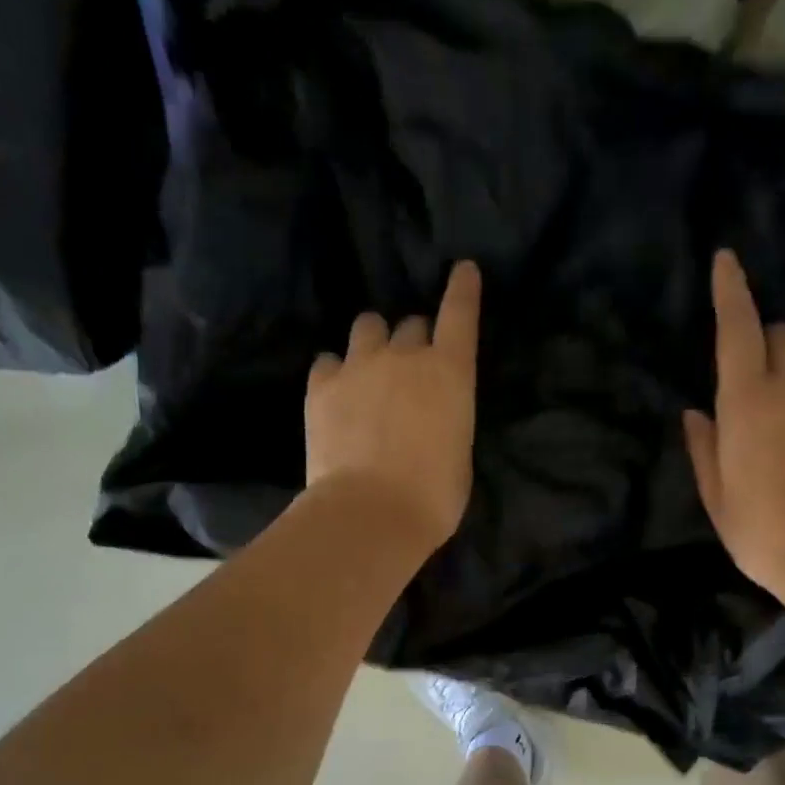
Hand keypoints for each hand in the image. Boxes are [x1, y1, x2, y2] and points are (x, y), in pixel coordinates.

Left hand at [306, 261, 480, 554]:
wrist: (371, 513)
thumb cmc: (433, 496)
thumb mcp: (458, 454)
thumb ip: (447, 419)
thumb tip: (431, 417)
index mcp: (450, 373)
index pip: (460, 314)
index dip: (463, 289)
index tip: (463, 270)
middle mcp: (405, 356)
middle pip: (411, 325)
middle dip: (414, 341)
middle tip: (410, 371)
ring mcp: (358, 366)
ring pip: (367, 328)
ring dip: (373, 343)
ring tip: (368, 372)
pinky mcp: (321, 386)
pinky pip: (328, 361)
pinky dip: (336, 372)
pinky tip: (337, 393)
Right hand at [683, 250, 784, 597]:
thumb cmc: (762, 532)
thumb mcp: (716, 496)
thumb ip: (704, 447)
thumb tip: (696, 411)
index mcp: (744, 402)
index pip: (735, 328)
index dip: (729, 290)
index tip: (725, 258)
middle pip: (779, 333)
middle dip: (764, 343)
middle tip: (758, 378)